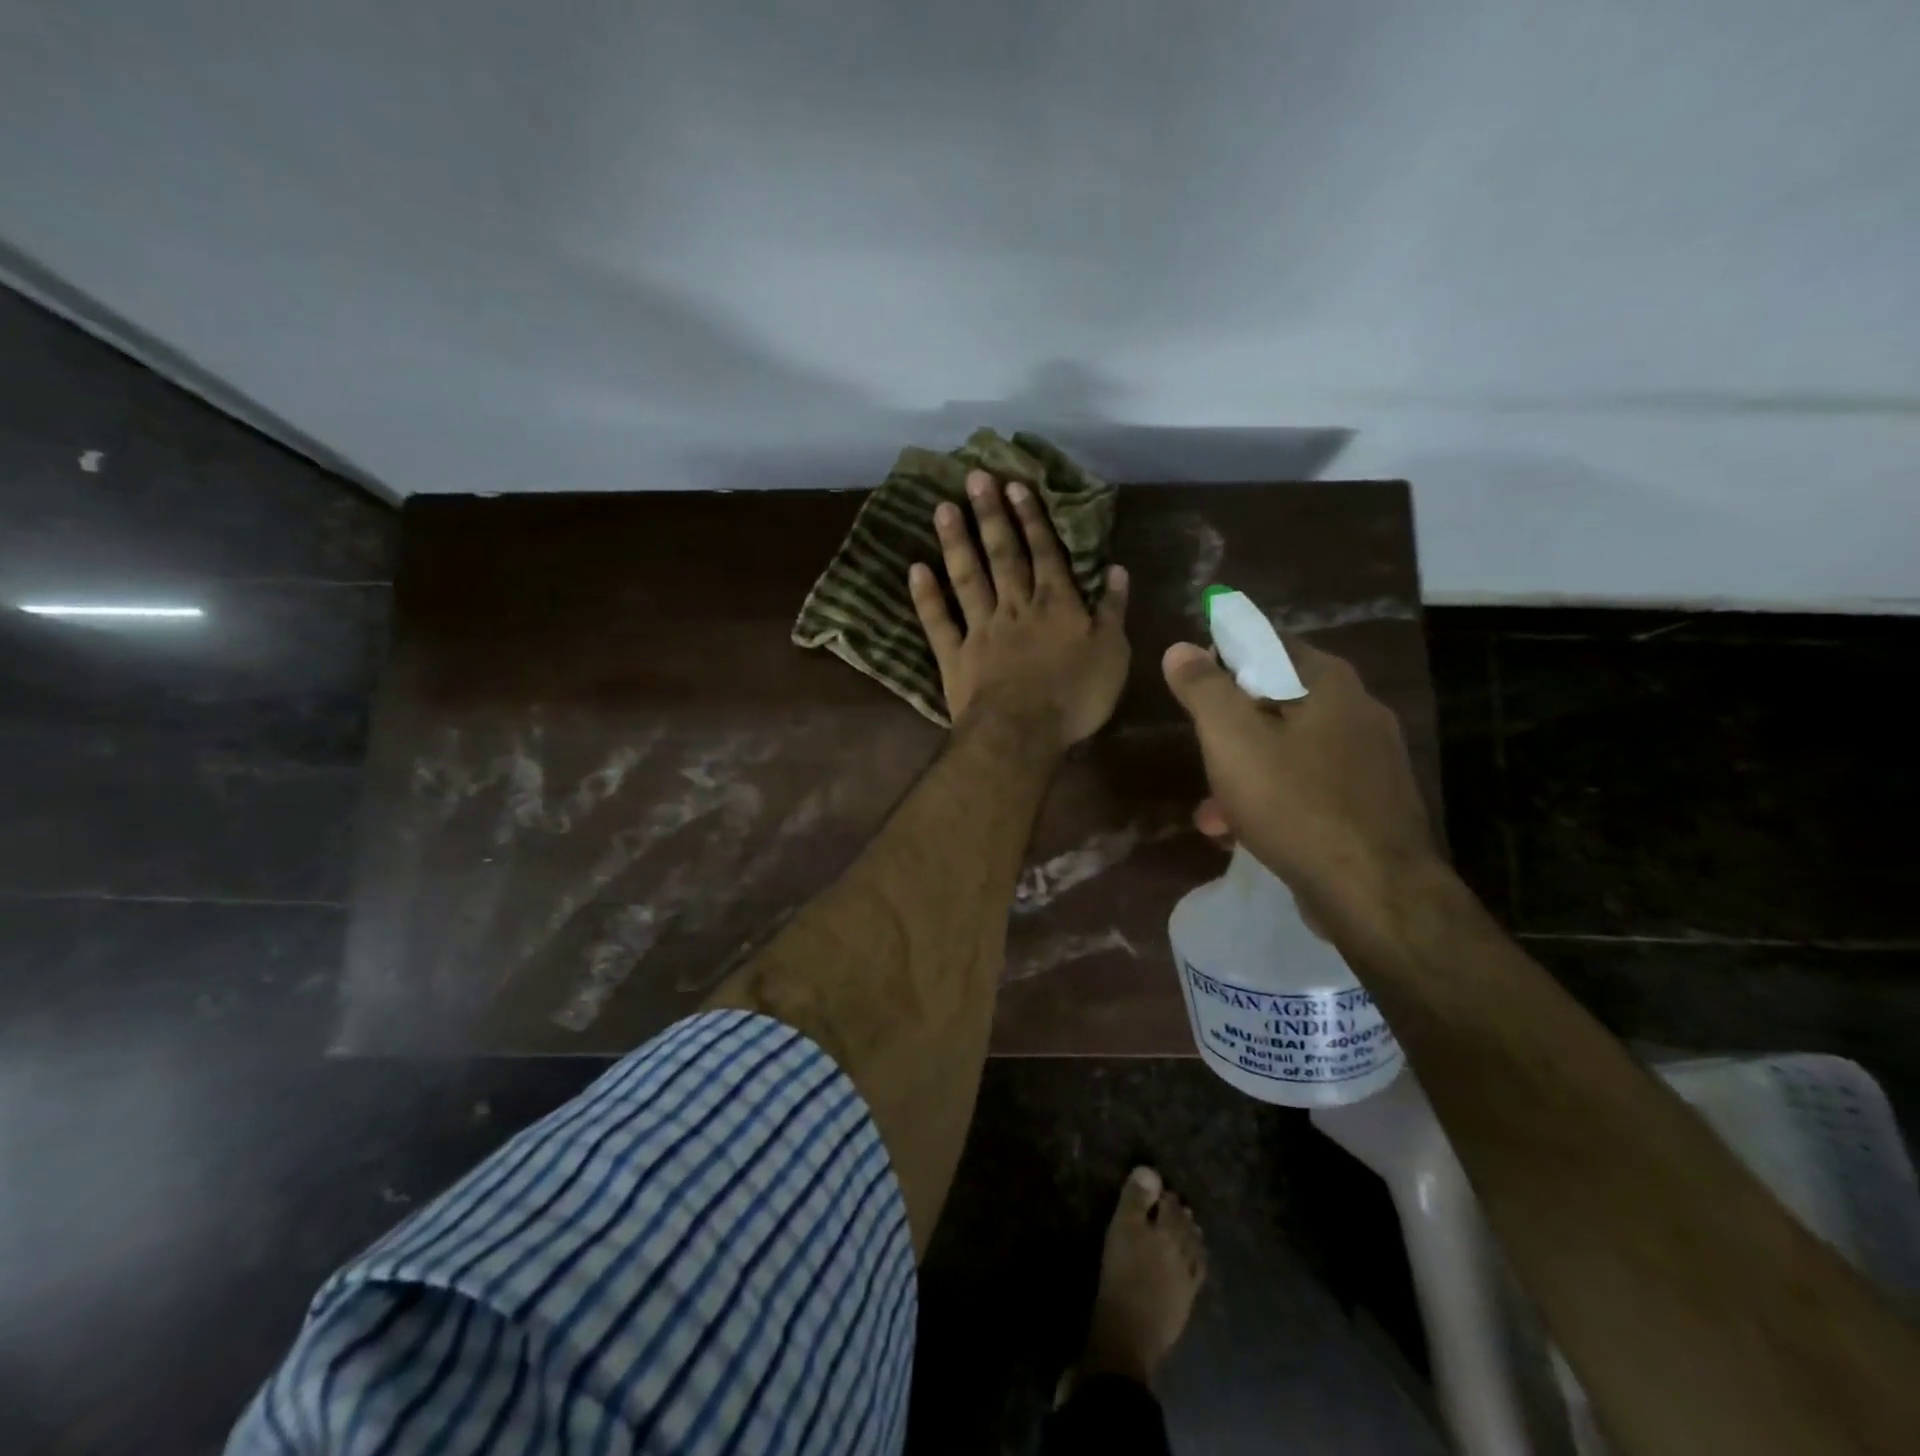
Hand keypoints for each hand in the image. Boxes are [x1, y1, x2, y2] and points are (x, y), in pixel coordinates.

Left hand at [910, 470, 1129, 749]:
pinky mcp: (955, 656)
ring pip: (967, 577)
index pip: (1044, 552)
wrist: (1023, 732)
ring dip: (956, 542)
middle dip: (990, 515)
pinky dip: (925, 596)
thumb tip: (1118, 569)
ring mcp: (980, 629)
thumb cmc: (1075, 696)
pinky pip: (938, 621)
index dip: (1031, 518)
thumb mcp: (1112, 653)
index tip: (1015, 486)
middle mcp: (1015, 606)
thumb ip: (1113, 610)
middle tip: (974, 478)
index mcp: (1056, 604)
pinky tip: (915, 568)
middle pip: (1002, 554)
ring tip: (943, 508)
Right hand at [1162, 636, 1440, 948]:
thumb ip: (1204, 689)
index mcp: (1329, 683)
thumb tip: (1180, 648)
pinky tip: (1245, 832)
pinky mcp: (1371, 804)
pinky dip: (1275, 800)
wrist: (1373, 892)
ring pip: (1290, 750)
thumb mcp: (1232, 739)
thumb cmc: (1295, 803)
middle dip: (1231, 729)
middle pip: (1276, 702)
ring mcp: (1371, 761)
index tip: (1194, 687)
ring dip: (1246, 773)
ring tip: (1212, 810)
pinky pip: (1309, 788)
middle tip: (1203, 754)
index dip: (1224, 658)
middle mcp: (1358, 711)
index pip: (1267, 644)